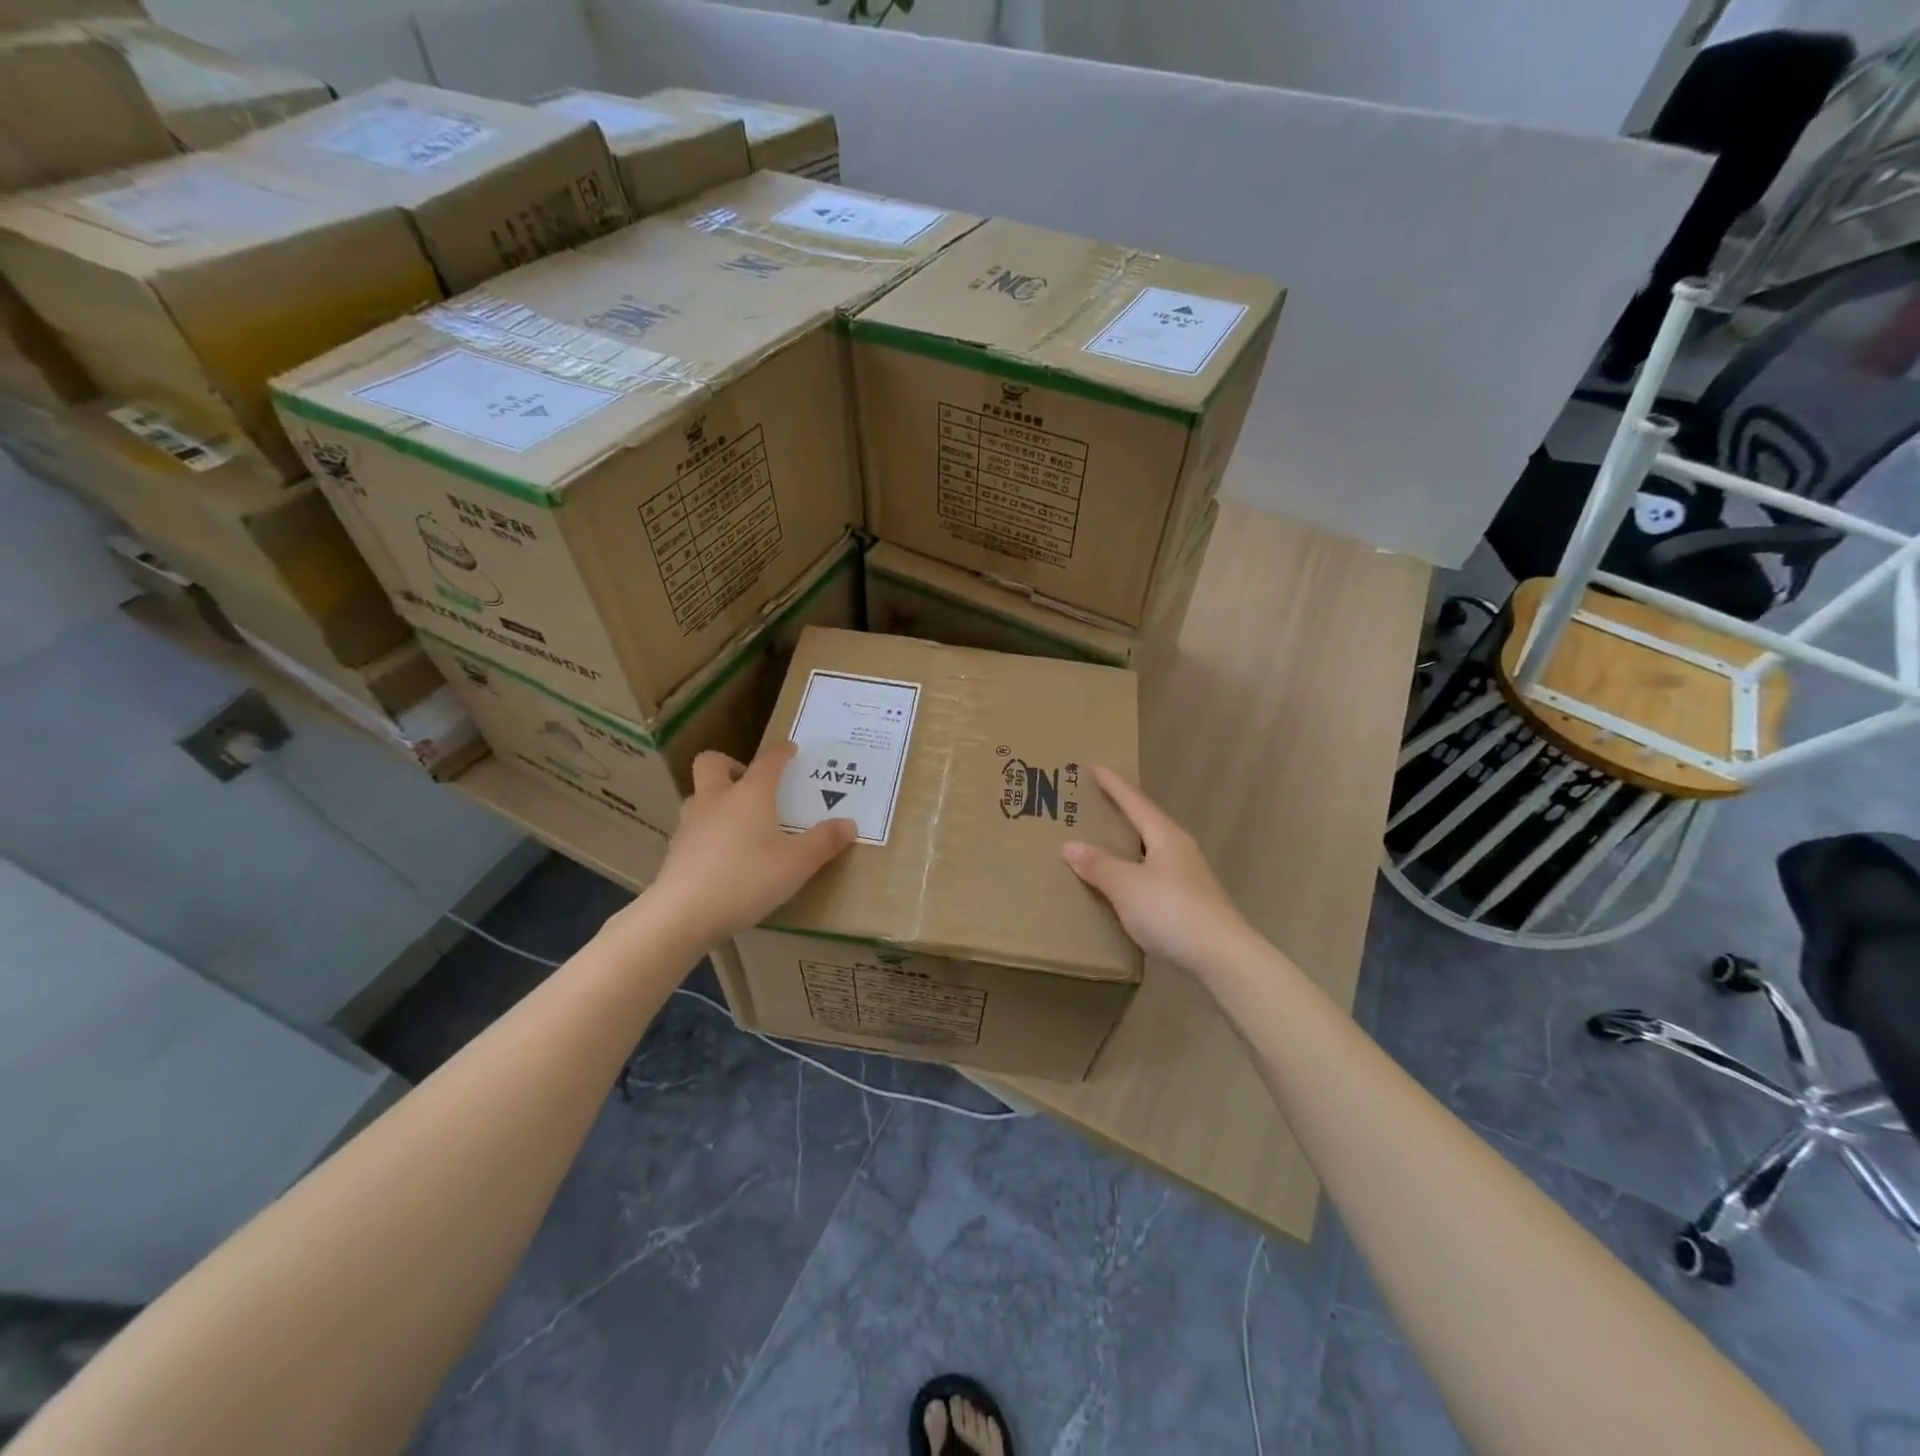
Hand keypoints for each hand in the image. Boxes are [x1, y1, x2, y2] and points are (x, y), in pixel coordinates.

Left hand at [642, 744, 855, 940]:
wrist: (683, 914)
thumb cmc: (747, 879)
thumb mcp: (797, 863)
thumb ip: (824, 841)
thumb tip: (849, 824)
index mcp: (750, 794)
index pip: (767, 761)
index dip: (781, 753)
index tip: (791, 751)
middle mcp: (716, 799)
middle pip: (712, 763)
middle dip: (732, 765)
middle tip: (752, 785)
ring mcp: (690, 824)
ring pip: (698, 796)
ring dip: (716, 799)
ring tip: (738, 821)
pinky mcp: (675, 850)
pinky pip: (693, 828)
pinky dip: (708, 831)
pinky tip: (722, 855)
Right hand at [1061, 766, 1253, 973]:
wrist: (1222, 958)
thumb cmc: (1171, 911)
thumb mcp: (1126, 886)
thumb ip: (1097, 865)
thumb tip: (1069, 844)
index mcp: (1166, 836)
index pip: (1135, 802)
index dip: (1114, 784)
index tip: (1094, 767)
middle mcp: (1180, 850)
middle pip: (1146, 822)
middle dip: (1121, 812)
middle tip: (1094, 803)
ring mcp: (1188, 876)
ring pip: (1150, 850)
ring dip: (1127, 844)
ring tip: (1102, 842)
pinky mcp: (1189, 902)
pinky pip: (1153, 874)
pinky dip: (1133, 870)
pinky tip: (1122, 883)